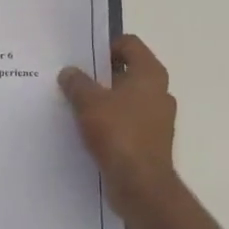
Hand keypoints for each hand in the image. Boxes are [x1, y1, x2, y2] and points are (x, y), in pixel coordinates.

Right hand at [58, 34, 179, 217]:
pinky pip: (127, 120)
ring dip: (103, 98)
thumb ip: (77, 83)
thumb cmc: (119, 133)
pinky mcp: (150, 139)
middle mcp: (159, 91)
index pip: (129, 44)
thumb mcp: (89, 102)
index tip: (82, 58)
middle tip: (73, 79)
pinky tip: (87, 128)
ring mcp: (157, 117)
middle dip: (100, 74)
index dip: (105, 46)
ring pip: (126, 97)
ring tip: (75, 104)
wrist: (141, 185)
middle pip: (127, 70)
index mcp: (150, 74)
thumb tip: (69, 72)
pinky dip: (109, 120)